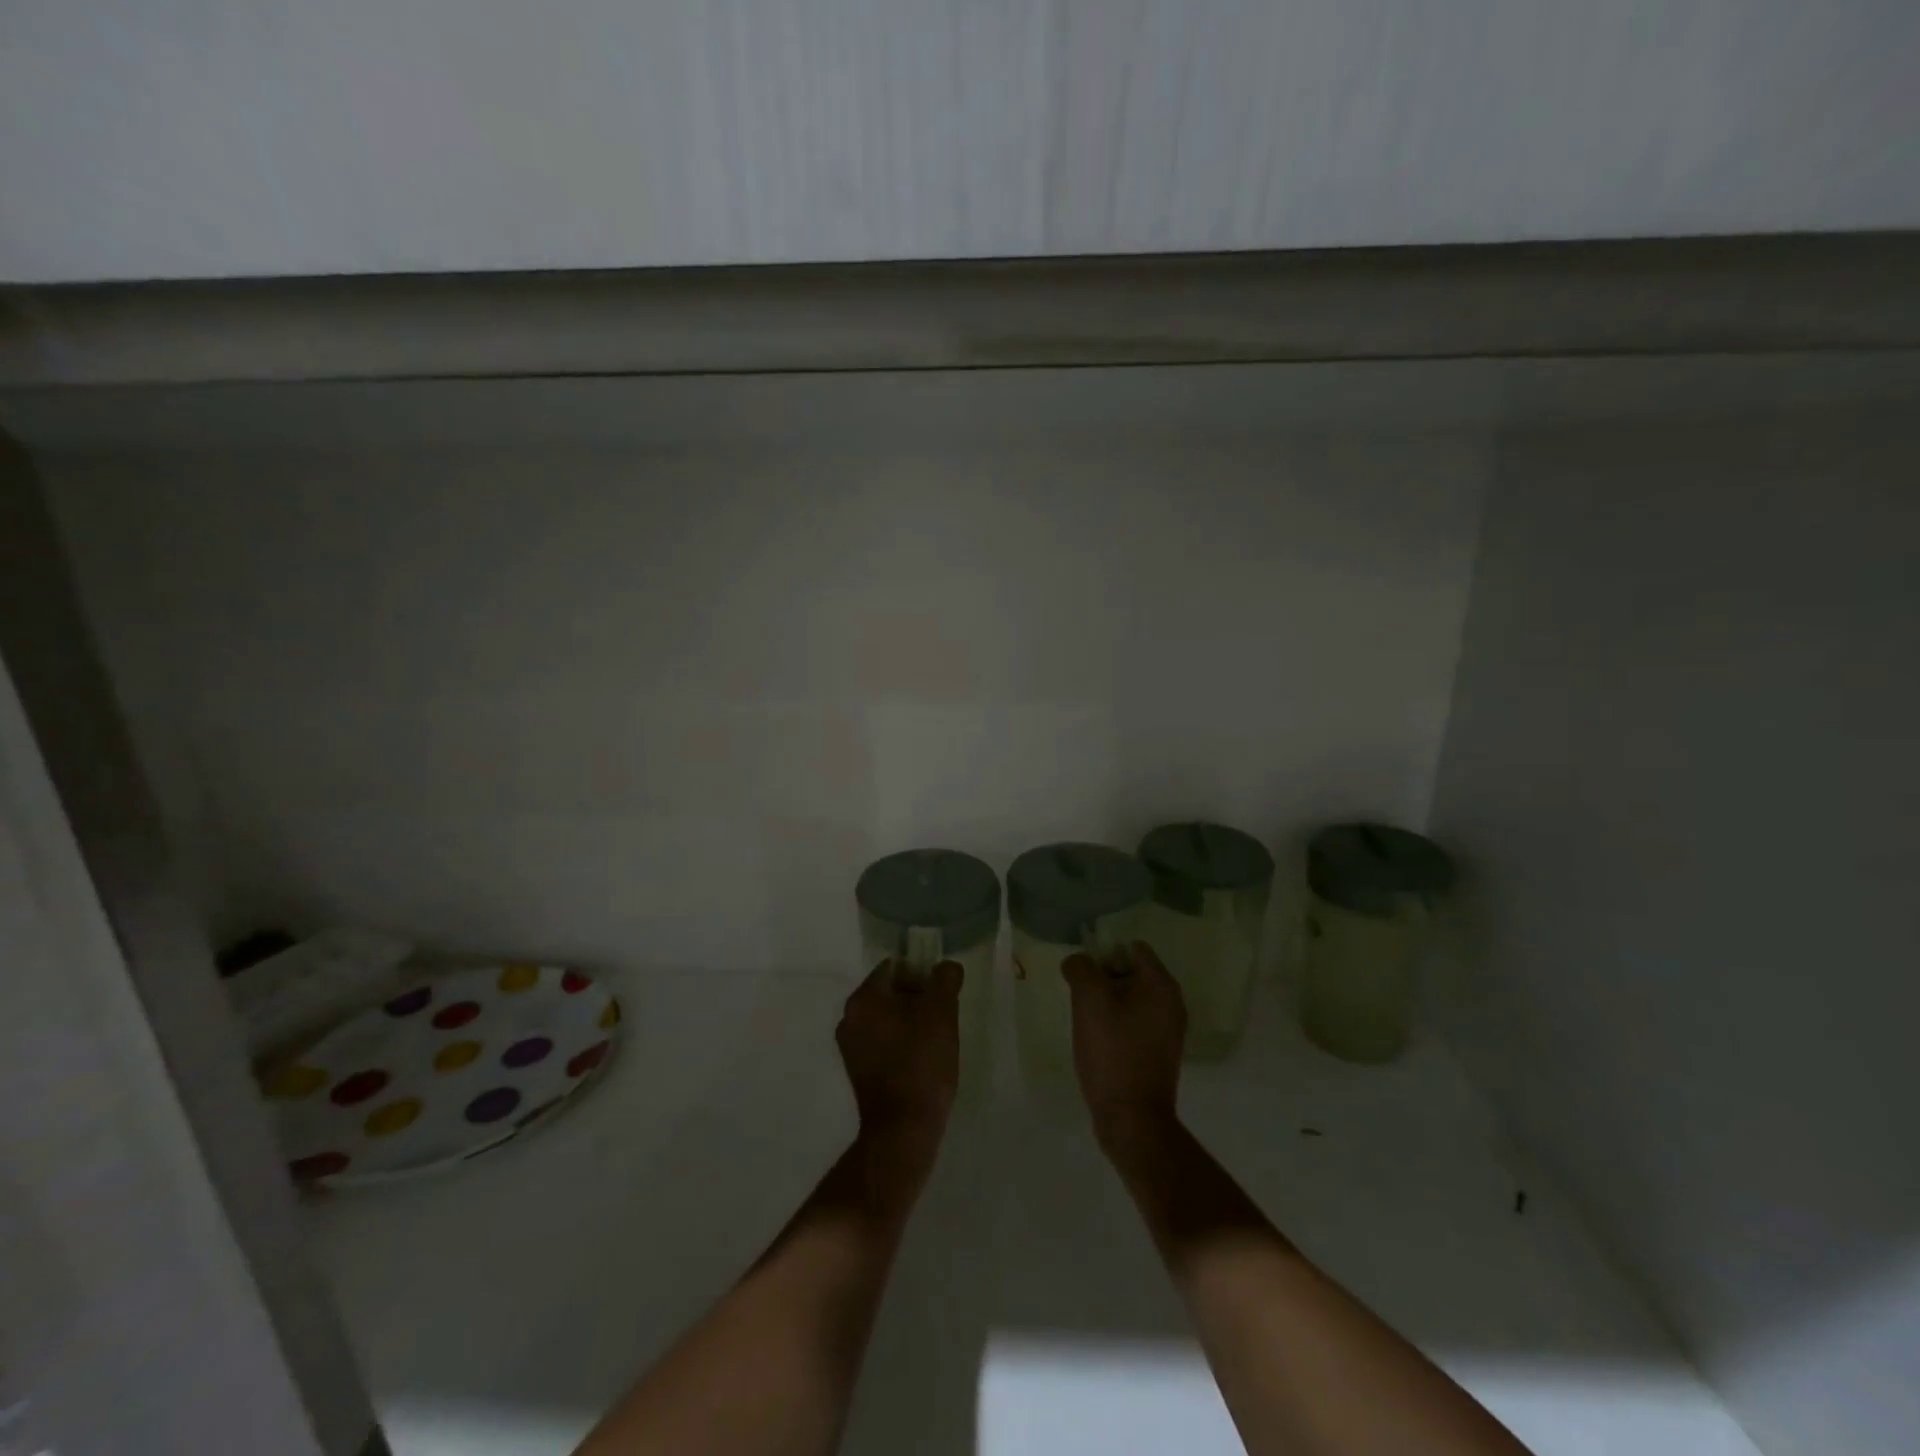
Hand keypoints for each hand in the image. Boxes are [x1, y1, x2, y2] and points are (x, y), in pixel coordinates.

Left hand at [837, 960, 961, 1178]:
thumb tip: (946, 968)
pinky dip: (901, 1043)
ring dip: (910, 1021)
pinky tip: (922, 1060)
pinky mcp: (857, 1071)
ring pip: (887, 1018)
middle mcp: (849, 1017)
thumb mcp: (942, 1012)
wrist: (903, 1129)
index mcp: (863, 998)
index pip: (895, 967)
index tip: (943, 993)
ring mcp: (850, 1046)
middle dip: (917, 998)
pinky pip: (882, 1042)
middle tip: (943, 1016)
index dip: (922, 974)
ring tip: (935, 1040)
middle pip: (889, 992)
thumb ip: (945, 979)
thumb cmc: (922, 1063)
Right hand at [1063, 942, 1186, 1150]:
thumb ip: (1080, 968)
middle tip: (1080, 997)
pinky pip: (1134, 1023)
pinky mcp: (1159, 1052)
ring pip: (1131, 999)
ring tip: (1086, 1021)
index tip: (1083, 974)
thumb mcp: (1088, 999)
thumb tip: (1078, 962)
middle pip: (1131, 972)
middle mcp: (1172, 1002)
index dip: (1104, 953)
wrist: (1132, 1118)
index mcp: (1161, 984)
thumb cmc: (1112, 1051)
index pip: (1132, 947)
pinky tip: (1098, 1041)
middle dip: (1103, 979)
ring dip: (1107, 1003)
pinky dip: (1116, 1024)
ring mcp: (1168, 1030)